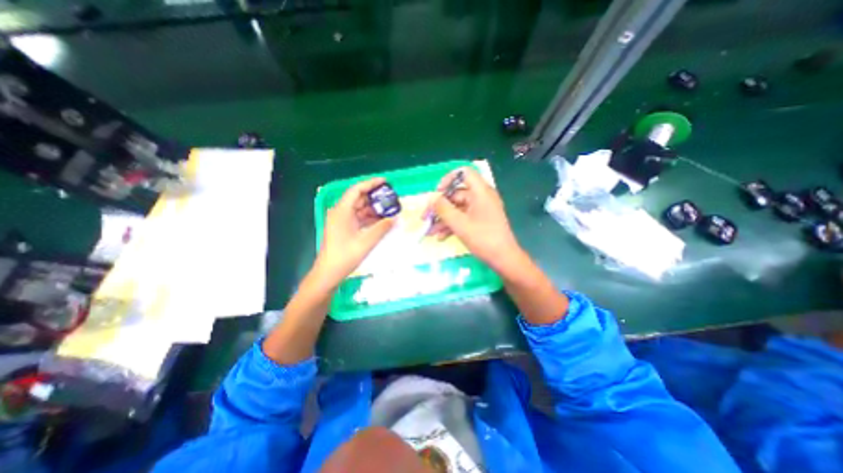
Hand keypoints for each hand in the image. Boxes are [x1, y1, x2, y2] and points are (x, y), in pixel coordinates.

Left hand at [314, 177, 397, 286]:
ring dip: (373, 209)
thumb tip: (395, 218)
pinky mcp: (344, 228)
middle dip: (375, 197)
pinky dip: (369, 218)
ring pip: (359, 209)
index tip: (385, 182)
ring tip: (389, 210)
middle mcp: (340, 212)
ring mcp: (341, 221)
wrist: (328, 273)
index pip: (357, 190)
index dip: (371, 183)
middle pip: (358, 198)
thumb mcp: (366, 242)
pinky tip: (381, 221)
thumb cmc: (345, 256)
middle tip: (391, 198)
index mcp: (342, 211)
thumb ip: (382, 228)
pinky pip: (358, 218)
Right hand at [431, 168, 524, 271]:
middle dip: (439, 206)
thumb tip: (432, 199)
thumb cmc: (483, 238)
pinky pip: (463, 217)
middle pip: (456, 194)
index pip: (464, 173)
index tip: (437, 193)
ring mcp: (481, 209)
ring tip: (429, 231)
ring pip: (457, 208)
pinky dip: (451, 225)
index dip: (448, 179)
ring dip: (443, 218)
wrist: (503, 258)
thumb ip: (443, 209)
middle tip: (426, 217)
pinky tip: (440, 237)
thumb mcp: (459, 224)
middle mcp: (481, 197)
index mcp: (480, 192)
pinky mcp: (480, 220)